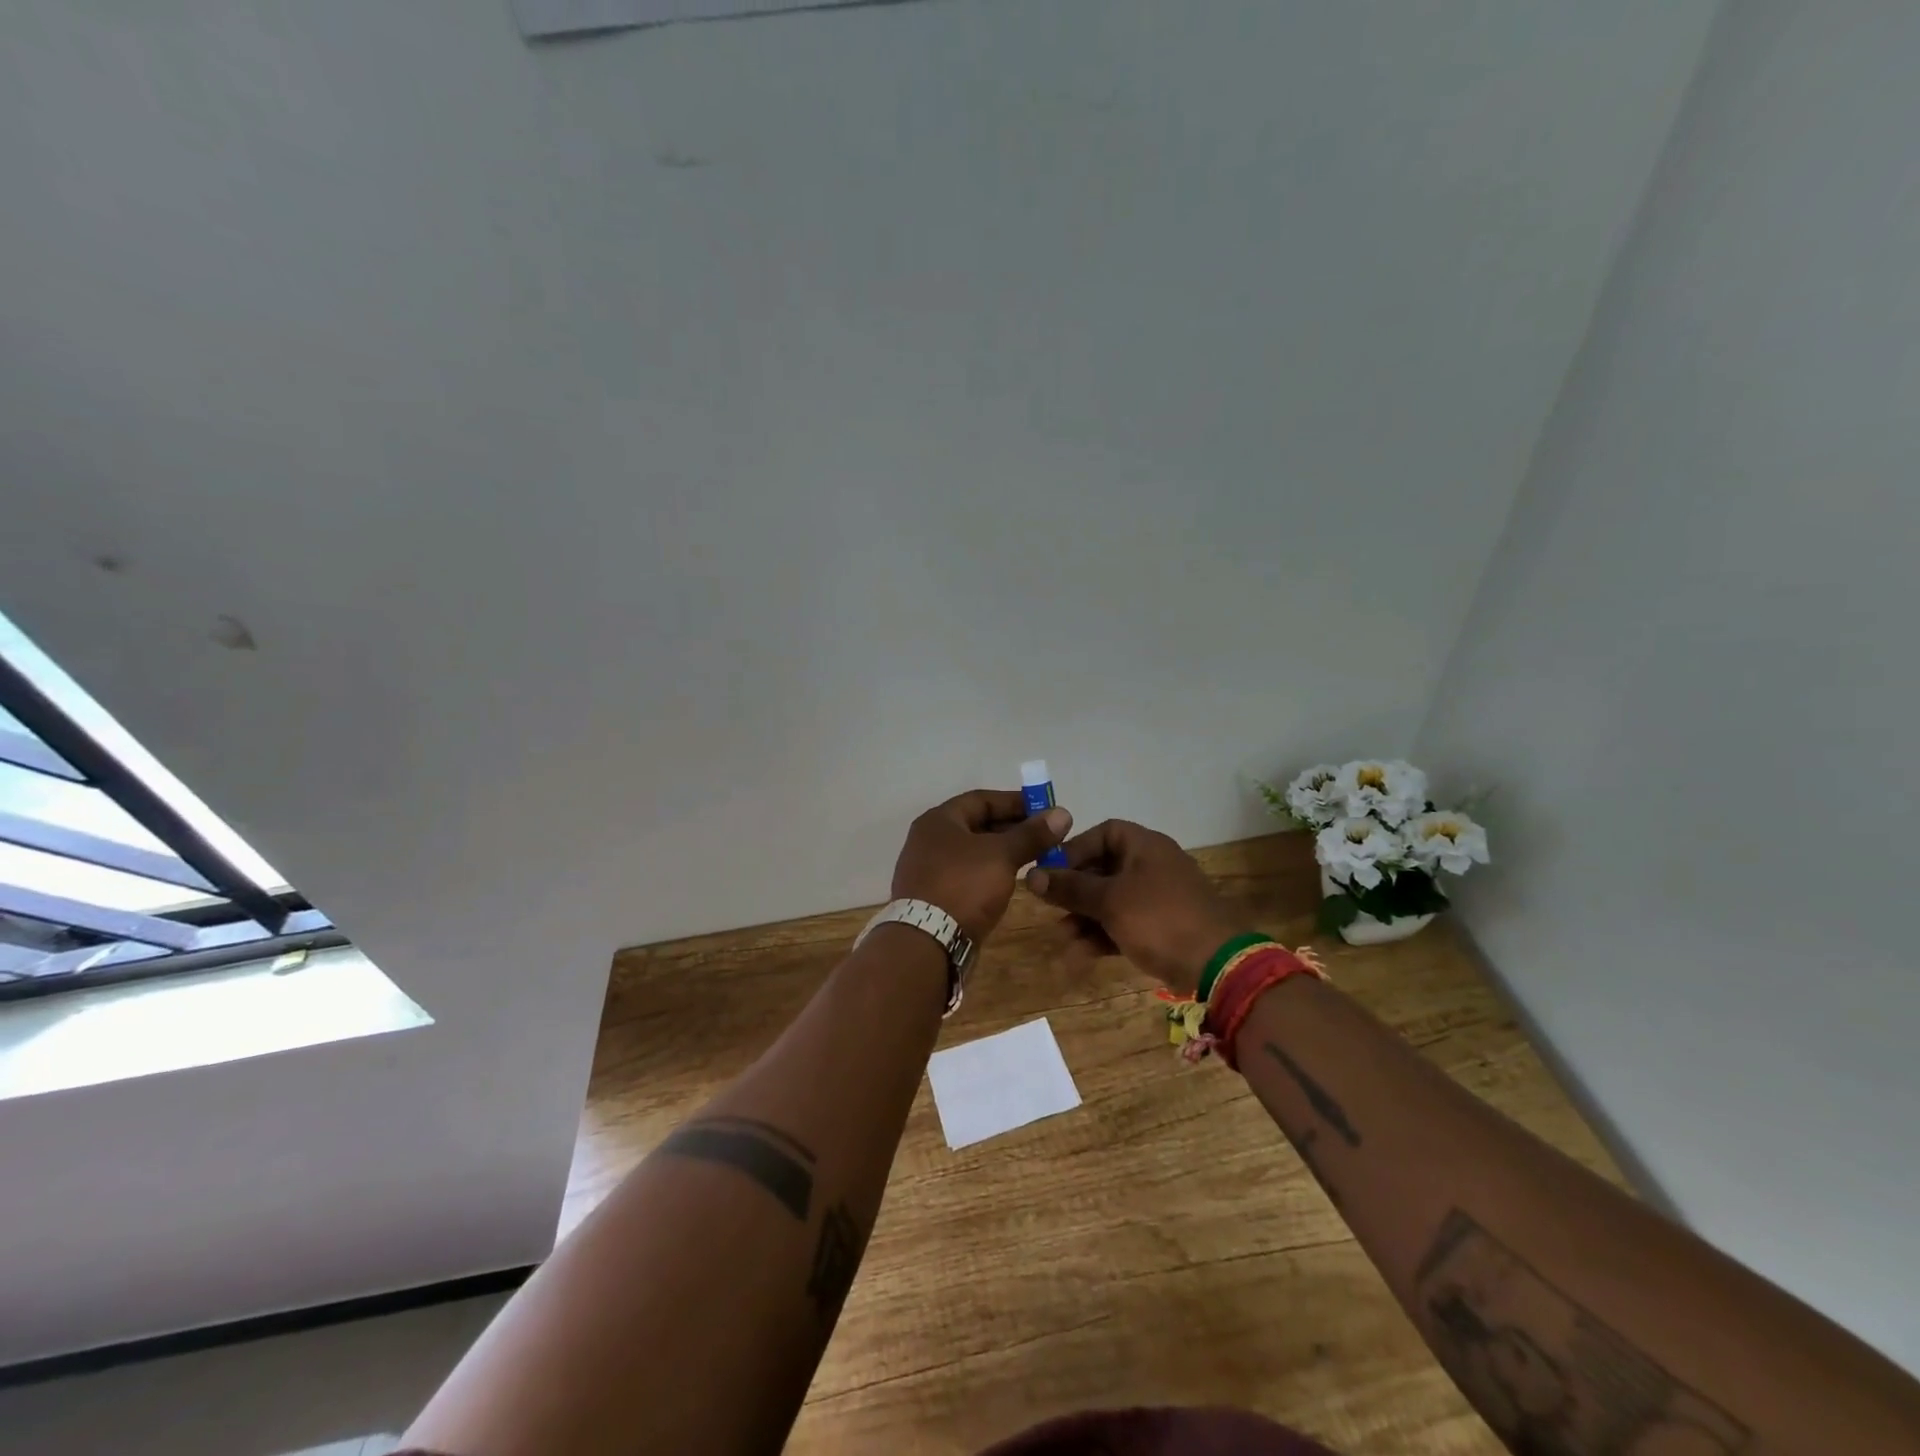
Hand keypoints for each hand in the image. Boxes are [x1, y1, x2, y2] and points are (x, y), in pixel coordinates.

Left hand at [892, 790, 1071, 942]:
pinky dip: (989, 873)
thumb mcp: (1002, 855)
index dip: (1015, 802)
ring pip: (973, 852)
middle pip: (976, 825)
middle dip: (1012, 829)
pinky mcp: (933, 896)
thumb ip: (1031, 834)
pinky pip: (967, 875)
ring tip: (1035, 858)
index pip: (981, 799)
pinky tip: (1010, 881)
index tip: (1044, 811)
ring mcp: (928, 869)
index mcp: (939, 820)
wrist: (926, 943)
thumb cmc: (963, 886)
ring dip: (1003, 852)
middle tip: (1045, 837)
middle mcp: (928, 840)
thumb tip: (1062, 814)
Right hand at [1024, 819, 1248, 990]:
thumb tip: (1031, 875)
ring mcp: (1160, 898)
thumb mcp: (1109, 900)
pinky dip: (1104, 934)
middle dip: (1075, 891)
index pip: (1104, 833)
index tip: (1052, 871)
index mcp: (1145, 846)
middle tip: (1052, 908)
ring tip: (1065, 938)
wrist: (1217, 965)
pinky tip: (1082, 954)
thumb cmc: (1158, 919)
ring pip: (1112, 900)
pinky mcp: (1164, 927)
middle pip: (1104, 868)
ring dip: (1085, 917)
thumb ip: (1069, 887)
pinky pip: (1125, 923)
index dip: (1075, 849)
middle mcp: (1153, 865)